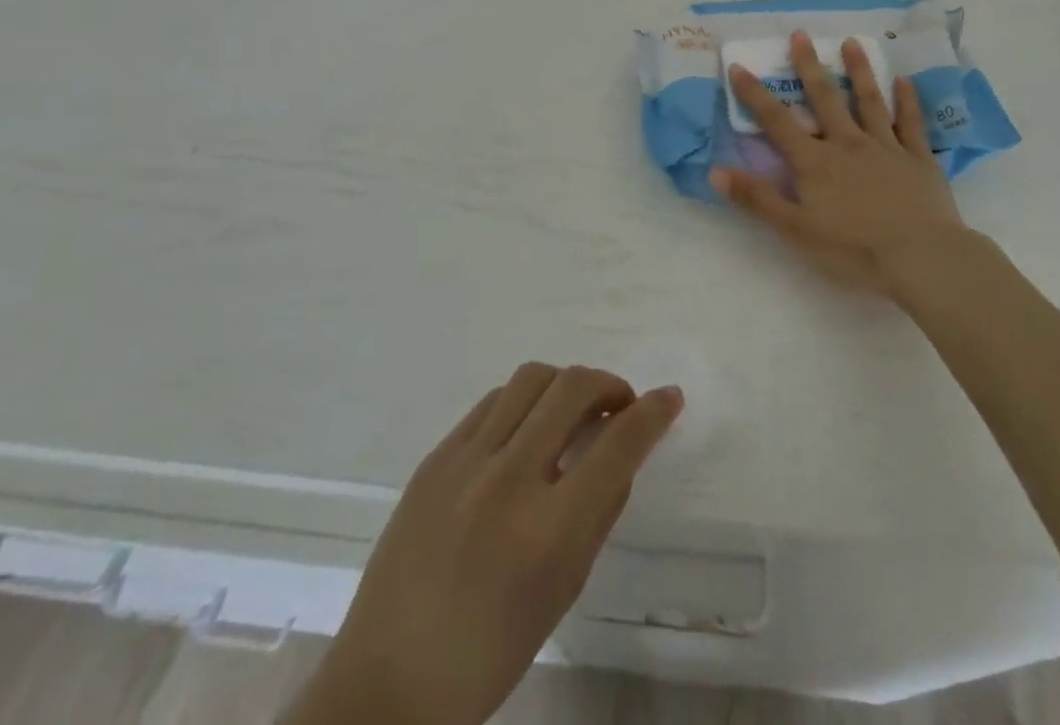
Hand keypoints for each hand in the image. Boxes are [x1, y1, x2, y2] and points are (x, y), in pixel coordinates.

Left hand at [294, 364, 682, 724]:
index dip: (652, 412)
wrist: (389, 681)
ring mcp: (465, 462)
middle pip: (573, 388)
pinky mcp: (436, 456)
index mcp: (548, 531)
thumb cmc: (491, 652)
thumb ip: (599, 512)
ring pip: (532, 378)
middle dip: (610, 384)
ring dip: (566, 384)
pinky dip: (524, 402)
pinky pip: (493, 401)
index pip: (617, 445)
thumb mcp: (563, 590)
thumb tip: (621, 450)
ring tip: (572, 411)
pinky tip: (526, 428)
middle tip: (619, 406)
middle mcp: (508, 481)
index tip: (670, 397)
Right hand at [712, 30, 970, 294]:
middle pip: (825, 99)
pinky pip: (911, 124)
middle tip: (801, 34)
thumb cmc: (853, 249)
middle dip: (809, 66)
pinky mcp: (918, 159)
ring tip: (852, 42)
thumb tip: (715, 171)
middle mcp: (848, 144)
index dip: (755, 95)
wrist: (921, 257)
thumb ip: (757, 199)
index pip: (777, 122)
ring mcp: (886, 147)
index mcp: (815, 162)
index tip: (739, 66)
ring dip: (859, 71)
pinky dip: (908, 101)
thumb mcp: (795, 230)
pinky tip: (906, 81)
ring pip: (870, 102)